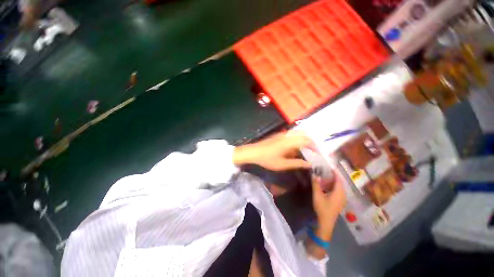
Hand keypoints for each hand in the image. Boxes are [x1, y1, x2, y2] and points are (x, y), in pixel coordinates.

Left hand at [233, 130, 315, 170]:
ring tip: (305, 151)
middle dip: (311, 142)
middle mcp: (288, 135)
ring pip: (298, 133)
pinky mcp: (279, 134)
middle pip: (304, 134)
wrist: (253, 152)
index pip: (307, 141)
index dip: (315, 147)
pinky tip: (295, 148)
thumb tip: (310, 164)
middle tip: (313, 152)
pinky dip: (297, 139)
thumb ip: (297, 163)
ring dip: (304, 140)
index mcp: (290, 141)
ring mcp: (283, 133)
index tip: (318, 154)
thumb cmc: (267, 159)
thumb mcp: (283, 164)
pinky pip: (292, 134)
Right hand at [311, 172, 345, 240]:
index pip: (338, 180)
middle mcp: (342, 195)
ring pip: (338, 188)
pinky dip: (332, 187)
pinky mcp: (339, 203)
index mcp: (338, 192)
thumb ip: (316, 184)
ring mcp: (341, 200)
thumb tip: (315, 175)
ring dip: (332, 183)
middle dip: (332, 177)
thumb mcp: (317, 195)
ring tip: (324, 179)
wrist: (326, 222)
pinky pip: (337, 192)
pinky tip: (325, 188)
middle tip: (324, 172)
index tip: (330, 167)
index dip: (335, 173)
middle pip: (339, 183)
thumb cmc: (322, 208)